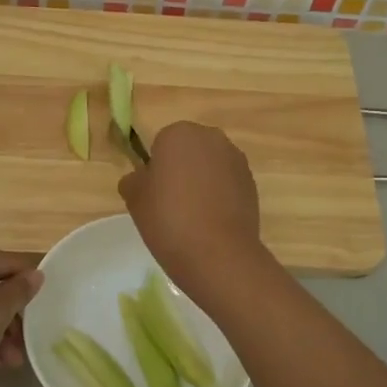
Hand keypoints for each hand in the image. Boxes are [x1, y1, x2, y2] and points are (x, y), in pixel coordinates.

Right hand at [117, 122, 266, 301]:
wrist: (217, 253)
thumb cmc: (168, 218)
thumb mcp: (134, 198)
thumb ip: (134, 179)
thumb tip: (142, 178)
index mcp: (179, 133)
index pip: (161, 144)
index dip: (155, 168)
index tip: (153, 193)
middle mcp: (212, 138)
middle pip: (189, 150)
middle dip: (181, 170)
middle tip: (171, 203)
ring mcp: (236, 160)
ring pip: (210, 166)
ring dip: (202, 182)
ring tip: (193, 216)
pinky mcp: (252, 183)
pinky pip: (228, 184)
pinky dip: (220, 196)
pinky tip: (211, 222)